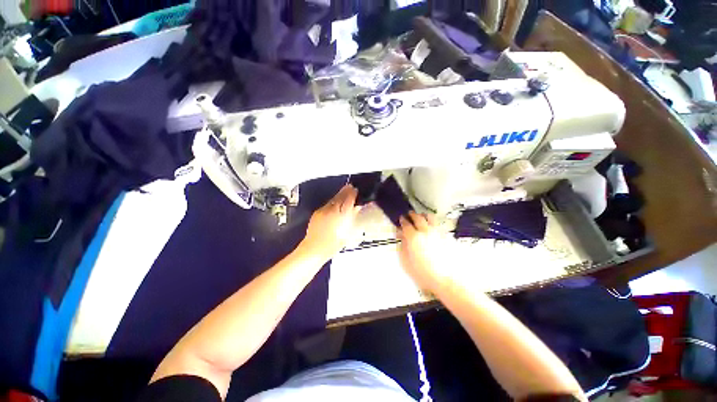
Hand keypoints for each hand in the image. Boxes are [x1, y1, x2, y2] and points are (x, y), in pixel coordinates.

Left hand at [300, 184, 361, 261]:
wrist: (314, 248)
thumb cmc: (332, 245)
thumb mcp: (347, 232)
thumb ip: (352, 218)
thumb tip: (356, 210)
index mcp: (341, 216)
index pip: (348, 200)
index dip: (352, 194)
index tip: (355, 190)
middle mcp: (331, 211)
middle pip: (340, 197)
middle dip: (346, 191)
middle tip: (351, 187)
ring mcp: (323, 211)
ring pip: (333, 199)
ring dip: (339, 194)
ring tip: (344, 191)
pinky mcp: (317, 213)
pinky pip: (327, 204)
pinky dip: (332, 201)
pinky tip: (335, 202)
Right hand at [397, 211, 449, 292]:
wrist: (445, 280)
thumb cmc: (422, 273)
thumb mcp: (405, 261)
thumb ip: (402, 246)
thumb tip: (401, 235)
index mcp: (413, 237)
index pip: (406, 224)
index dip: (402, 220)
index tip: (401, 219)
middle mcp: (425, 231)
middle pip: (418, 217)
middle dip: (412, 215)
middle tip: (409, 215)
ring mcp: (437, 232)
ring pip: (430, 217)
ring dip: (423, 215)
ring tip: (421, 216)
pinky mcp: (446, 236)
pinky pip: (438, 224)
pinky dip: (432, 222)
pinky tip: (431, 226)